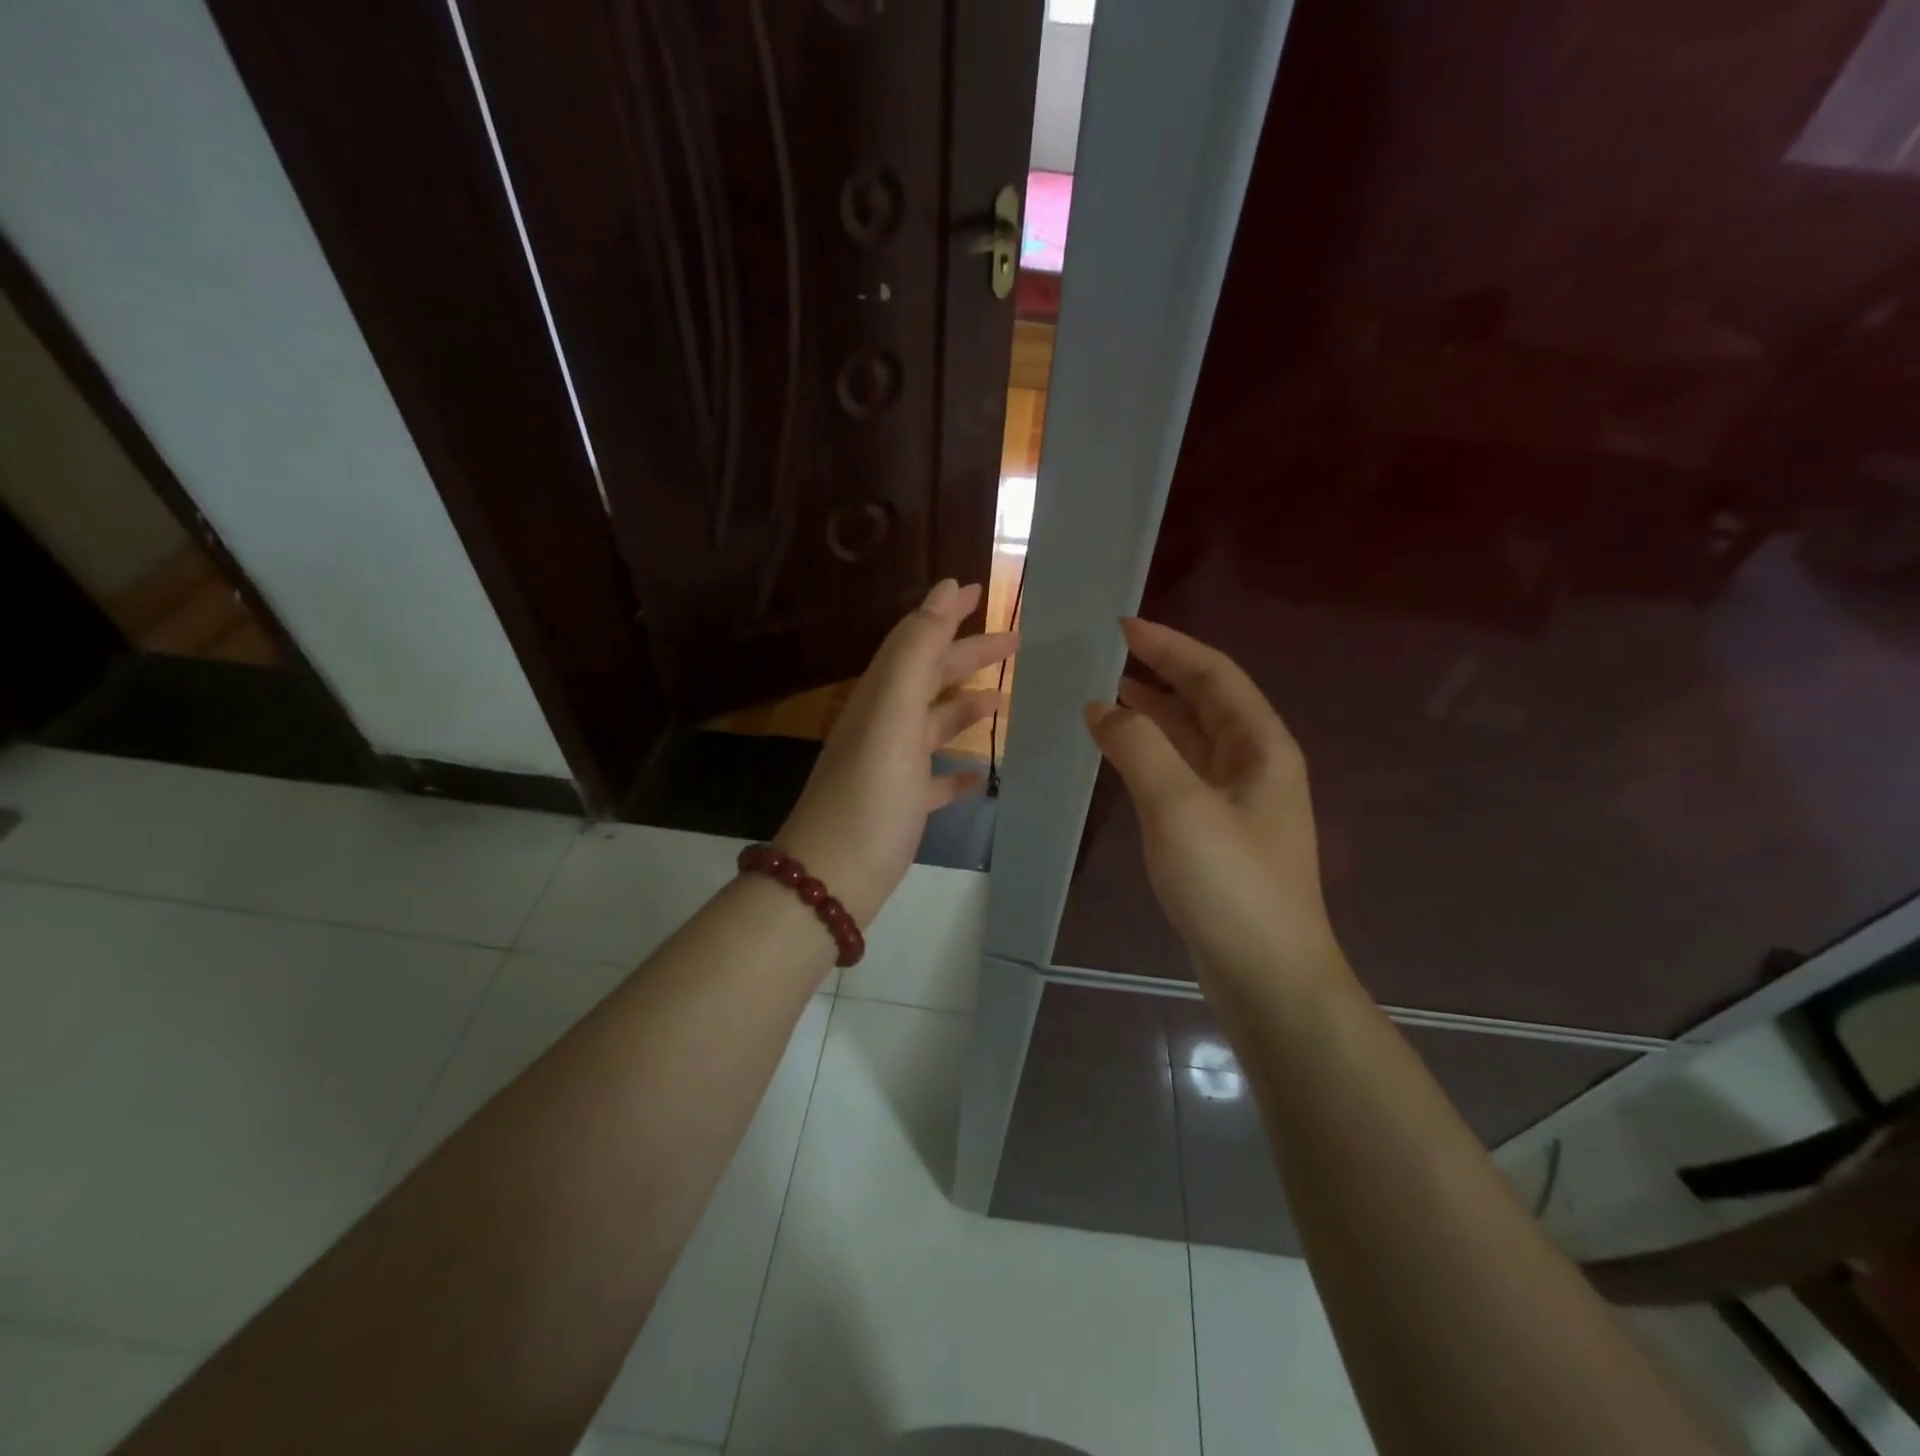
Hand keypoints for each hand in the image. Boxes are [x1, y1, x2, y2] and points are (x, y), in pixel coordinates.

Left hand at [775, 579, 1016, 926]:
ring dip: (967, 707)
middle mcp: (884, 725)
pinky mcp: (902, 806)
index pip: (915, 640)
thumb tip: (945, 590)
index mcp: (881, 698)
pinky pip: (934, 778)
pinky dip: (957, 769)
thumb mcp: (893, 715)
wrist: (833, 878)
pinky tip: (979, 774)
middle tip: (1016, 642)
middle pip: (930, 678)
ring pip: (934, 725)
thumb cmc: (869, 794)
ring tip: (1005, 701)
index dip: (945, 613)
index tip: (980, 590)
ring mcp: (892, 767)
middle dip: (969, 656)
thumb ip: (917, 652)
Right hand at [1085, 618, 1342, 989]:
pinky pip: (1182, 773)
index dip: (1169, 645)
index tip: (1122, 625)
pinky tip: (1122, 754)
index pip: (1213, 675)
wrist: (1266, 975)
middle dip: (1160, 673)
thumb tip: (1102, 707)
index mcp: (1261, 746)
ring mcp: (1239, 801)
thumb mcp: (1179, 806)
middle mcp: (1256, 764)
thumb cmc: (1230, 883)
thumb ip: (1138, 747)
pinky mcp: (1219, 832)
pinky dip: (1151, 754)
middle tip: (1106, 655)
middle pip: (1206, 701)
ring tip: (1105, 694)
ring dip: (1153, 713)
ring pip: (1192, 739)